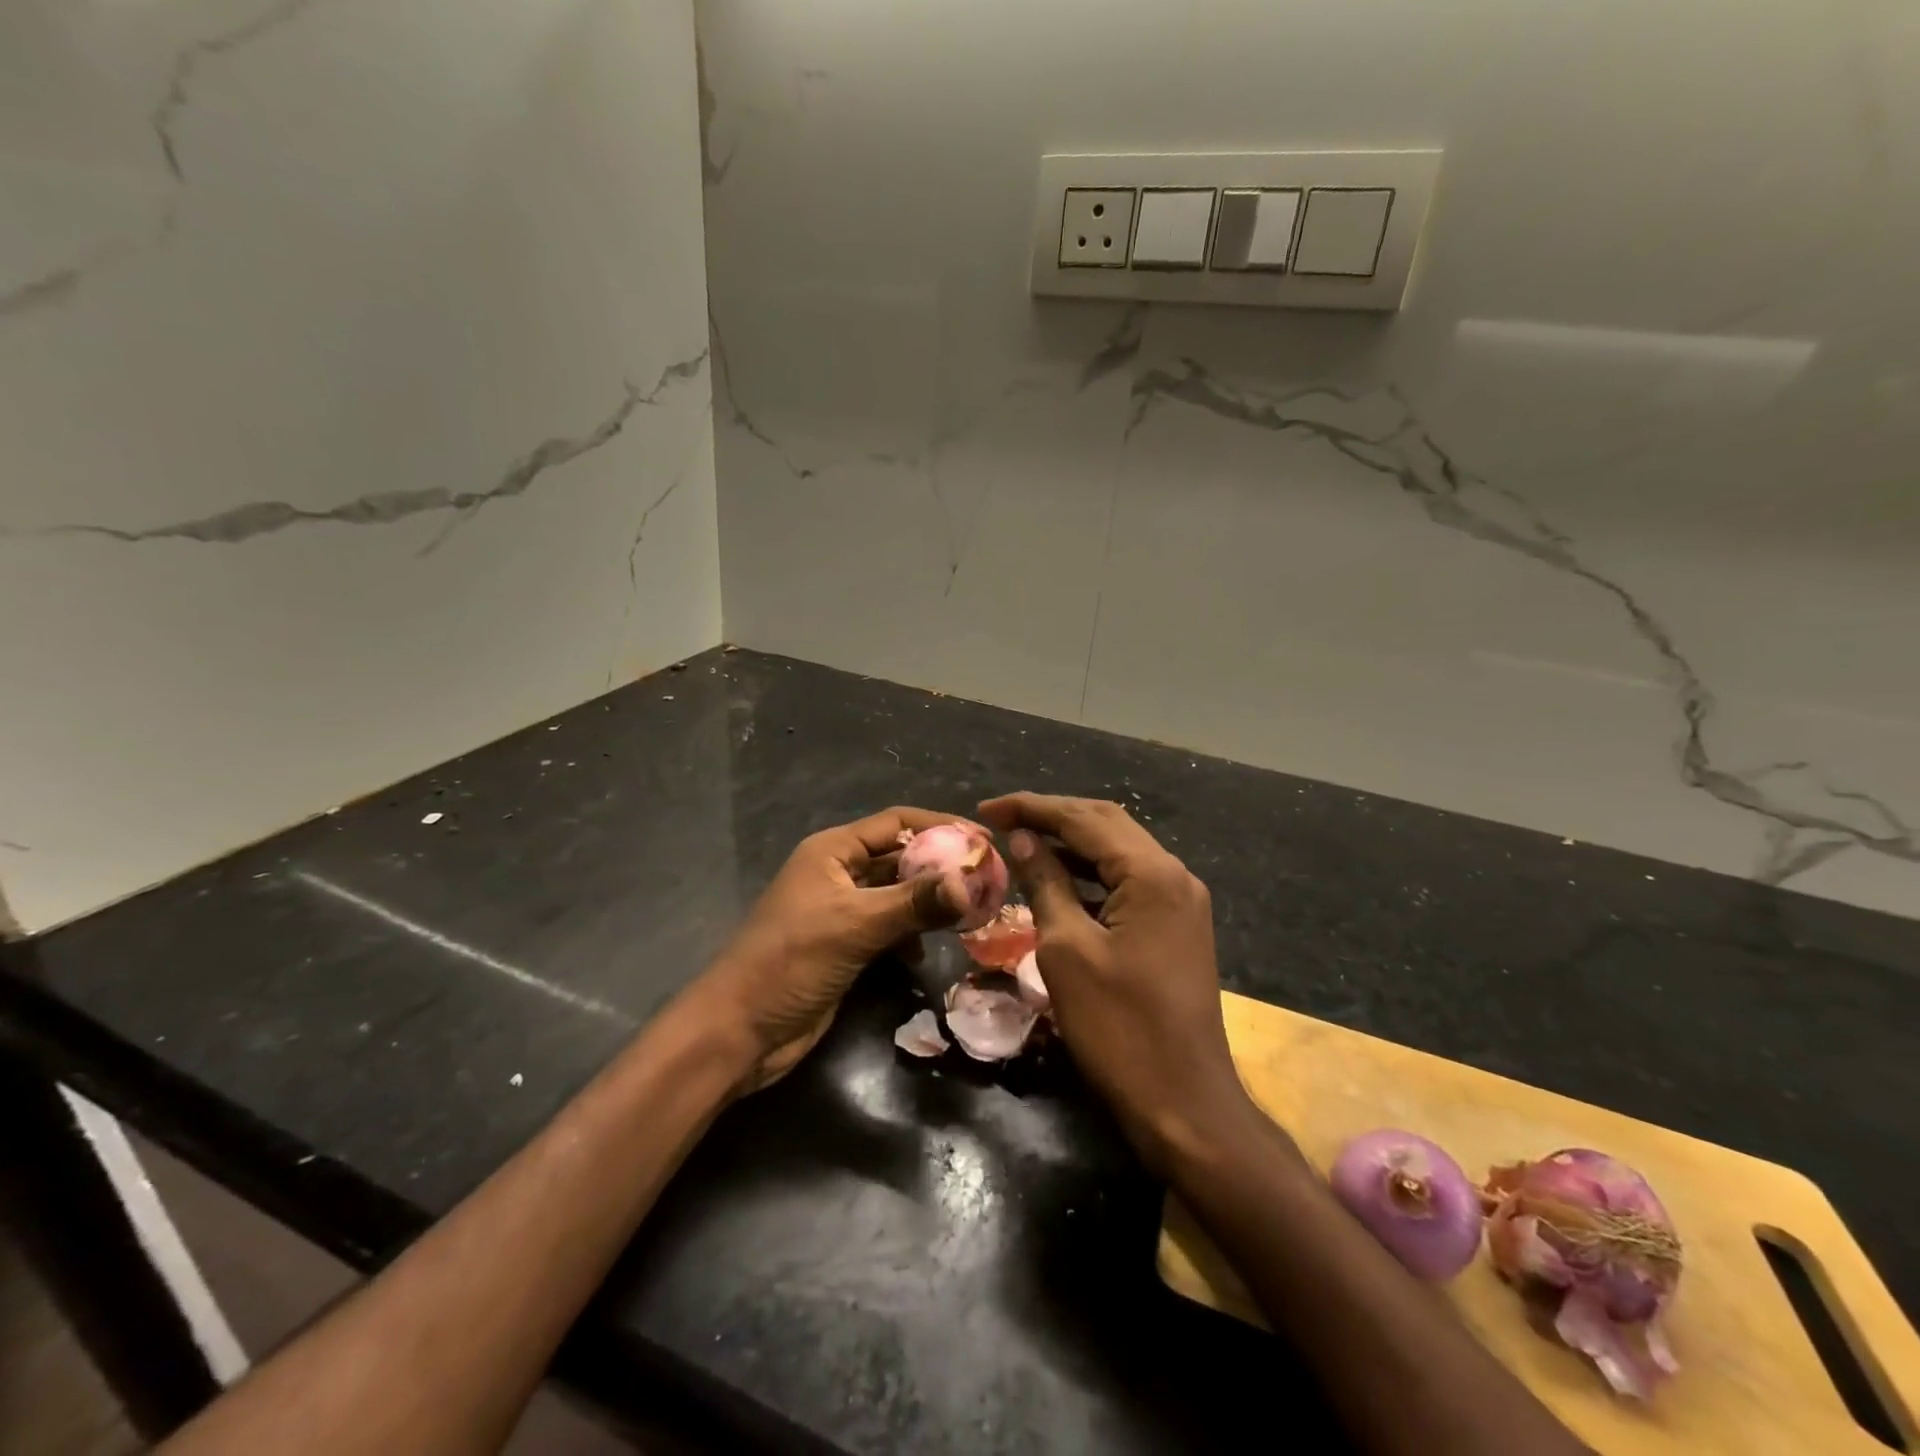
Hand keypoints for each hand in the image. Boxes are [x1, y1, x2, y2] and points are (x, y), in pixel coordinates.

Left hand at [688, 807, 972, 1092]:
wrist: (740, 1031)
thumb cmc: (792, 962)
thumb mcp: (856, 925)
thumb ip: (914, 902)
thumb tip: (970, 883)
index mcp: (832, 851)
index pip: (896, 823)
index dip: (940, 825)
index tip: (984, 839)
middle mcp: (838, 873)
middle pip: (899, 858)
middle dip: (940, 867)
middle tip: (987, 880)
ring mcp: (840, 911)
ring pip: (896, 895)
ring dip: (928, 903)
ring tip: (970, 913)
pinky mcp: (844, 946)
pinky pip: (888, 927)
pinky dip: (910, 933)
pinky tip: (926, 950)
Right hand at [977, 792, 1256, 1173]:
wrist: (1185, 1104)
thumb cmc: (1119, 1028)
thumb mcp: (1067, 950)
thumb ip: (1046, 884)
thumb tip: (1024, 839)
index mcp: (1152, 873)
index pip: (1084, 819)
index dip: (1031, 808)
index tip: (986, 810)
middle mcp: (1174, 875)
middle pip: (1106, 824)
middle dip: (1052, 817)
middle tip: (1002, 820)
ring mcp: (1181, 901)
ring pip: (1119, 851)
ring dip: (1072, 843)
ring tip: (1022, 842)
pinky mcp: (1178, 926)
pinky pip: (1129, 882)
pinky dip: (1091, 874)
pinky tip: (1059, 880)